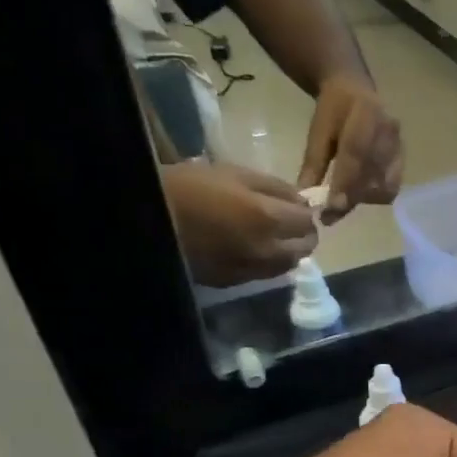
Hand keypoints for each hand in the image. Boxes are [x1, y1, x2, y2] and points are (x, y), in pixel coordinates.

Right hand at [161, 160, 317, 286]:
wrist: (149, 220)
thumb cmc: (189, 187)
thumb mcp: (234, 173)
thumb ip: (275, 188)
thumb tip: (302, 201)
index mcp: (268, 218)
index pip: (307, 221)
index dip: (305, 212)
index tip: (296, 206)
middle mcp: (266, 250)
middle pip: (305, 247)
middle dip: (303, 234)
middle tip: (289, 222)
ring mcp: (252, 270)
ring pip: (288, 265)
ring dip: (289, 250)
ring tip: (274, 236)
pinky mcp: (235, 282)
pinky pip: (266, 274)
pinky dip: (269, 262)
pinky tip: (254, 249)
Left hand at [299, 74, 402, 220]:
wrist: (355, 90)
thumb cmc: (333, 110)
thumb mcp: (318, 132)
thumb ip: (313, 165)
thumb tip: (305, 199)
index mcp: (365, 112)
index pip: (355, 153)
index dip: (344, 183)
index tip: (331, 208)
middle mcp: (388, 129)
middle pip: (373, 173)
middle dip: (351, 198)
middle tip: (330, 216)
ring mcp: (399, 145)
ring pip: (385, 184)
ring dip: (363, 199)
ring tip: (342, 202)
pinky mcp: (403, 158)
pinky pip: (392, 185)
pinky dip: (374, 195)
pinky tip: (358, 194)